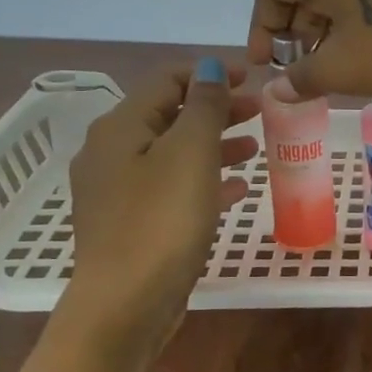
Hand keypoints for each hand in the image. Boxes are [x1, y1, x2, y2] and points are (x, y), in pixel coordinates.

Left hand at [61, 62, 259, 359]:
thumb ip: (204, 106)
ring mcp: (119, 192)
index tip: (254, 79)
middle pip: (169, 116)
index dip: (210, 74)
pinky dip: (205, 180)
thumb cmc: (161, 221)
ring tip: (255, 149)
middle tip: (260, 112)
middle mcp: (111, 153)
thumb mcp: (191, 154)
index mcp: (120, 128)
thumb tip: (210, 67)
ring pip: (174, 153)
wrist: (125, 304)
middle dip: (216, 109)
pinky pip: (173, 187)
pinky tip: (236, 189)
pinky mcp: (133, 224)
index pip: (166, 81)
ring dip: (215, 144)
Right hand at [248, 0, 371, 98]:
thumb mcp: (343, 70)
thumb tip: (276, 90)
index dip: (263, 28)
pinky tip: (366, 47)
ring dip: (328, 24)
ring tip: (333, 64)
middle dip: (297, 29)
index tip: (268, 66)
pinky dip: (358, 15)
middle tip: (301, 70)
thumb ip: (301, 77)